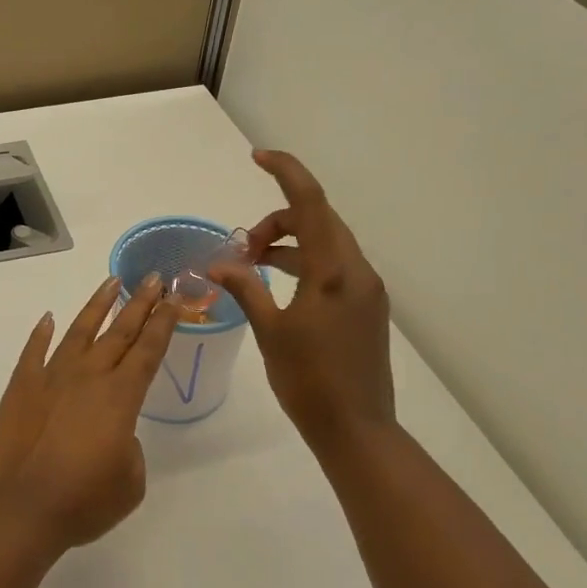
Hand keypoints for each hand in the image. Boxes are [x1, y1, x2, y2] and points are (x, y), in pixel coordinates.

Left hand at [0, 274, 181, 548]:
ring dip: (97, 306)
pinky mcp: (21, 387)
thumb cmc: (84, 501)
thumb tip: (112, 432)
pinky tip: (47, 319)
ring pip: (79, 331)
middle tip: (153, 277)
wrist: (21, 509)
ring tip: (111, 283)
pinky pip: (33, 352)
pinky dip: (41, 334)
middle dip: (140, 303)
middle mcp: (88, 376)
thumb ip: (128, 447)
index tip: (173, 297)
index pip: (149, 350)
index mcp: (120, 397)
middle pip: (120, 331)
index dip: (163, 322)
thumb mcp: (130, 481)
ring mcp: (51, 377)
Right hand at [209, 150, 396, 456]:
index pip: (311, 204)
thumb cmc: (308, 381)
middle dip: (276, 222)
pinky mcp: (367, 308)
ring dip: (289, 245)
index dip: (286, 172)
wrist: (357, 430)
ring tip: (252, 269)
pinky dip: (304, 264)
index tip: (258, 157)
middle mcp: (357, 272)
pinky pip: (334, 268)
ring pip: (326, 245)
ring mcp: (367, 290)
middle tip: (241, 250)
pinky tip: (278, 286)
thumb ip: (246, 289)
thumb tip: (218, 263)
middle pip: (317, 221)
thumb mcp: (271, 332)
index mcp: (334, 272)